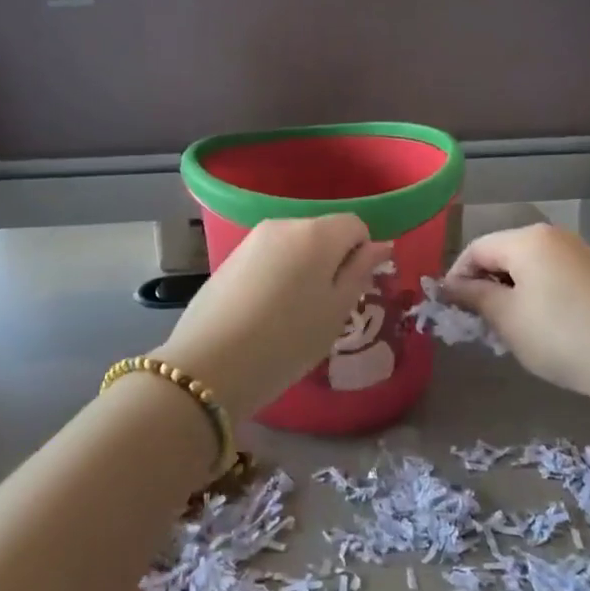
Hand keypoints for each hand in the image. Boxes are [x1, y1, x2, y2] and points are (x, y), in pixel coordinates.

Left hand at [156, 215, 392, 416]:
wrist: (210, 365)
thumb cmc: (288, 340)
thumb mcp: (336, 311)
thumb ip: (360, 272)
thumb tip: (379, 245)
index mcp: (316, 233)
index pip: (355, 225)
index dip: (362, 255)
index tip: (352, 291)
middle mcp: (283, 224)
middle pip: (323, 233)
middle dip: (332, 262)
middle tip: (325, 309)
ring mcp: (252, 240)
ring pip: (295, 247)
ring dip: (304, 271)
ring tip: (293, 315)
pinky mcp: (230, 259)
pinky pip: (269, 259)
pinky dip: (278, 278)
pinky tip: (266, 314)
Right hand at [443, 224, 589, 411]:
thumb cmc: (562, 336)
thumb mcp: (508, 318)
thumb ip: (474, 296)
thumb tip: (448, 286)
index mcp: (527, 239)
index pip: (476, 249)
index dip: (456, 278)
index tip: (449, 310)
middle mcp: (553, 236)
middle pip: (502, 254)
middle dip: (484, 286)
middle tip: (478, 324)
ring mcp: (579, 254)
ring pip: (527, 268)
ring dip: (509, 294)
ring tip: (508, 330)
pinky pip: (551, 277)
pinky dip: (535, 297)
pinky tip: (541, 328)